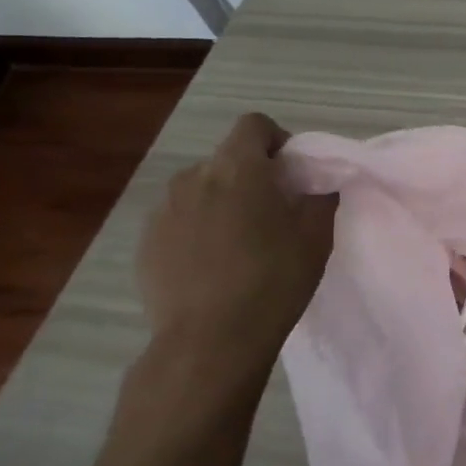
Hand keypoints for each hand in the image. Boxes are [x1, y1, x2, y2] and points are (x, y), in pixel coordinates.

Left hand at [136, 113, 336, 381]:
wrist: (209, 341)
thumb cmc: (273, 280)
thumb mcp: (316, 237)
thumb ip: (320, 198)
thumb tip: (319, 183)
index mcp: (238, 168)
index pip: (253, 125)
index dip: (276, 140)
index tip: (291, 172)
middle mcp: (194, 177)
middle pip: (226, 159)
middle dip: (250, 176)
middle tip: (272, 212)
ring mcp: (163, 211)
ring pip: (200, 190)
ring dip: (221, 202)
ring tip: (239, 242)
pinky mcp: (145, 243)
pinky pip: (178, 221)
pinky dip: (197, 230)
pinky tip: (211, 266)